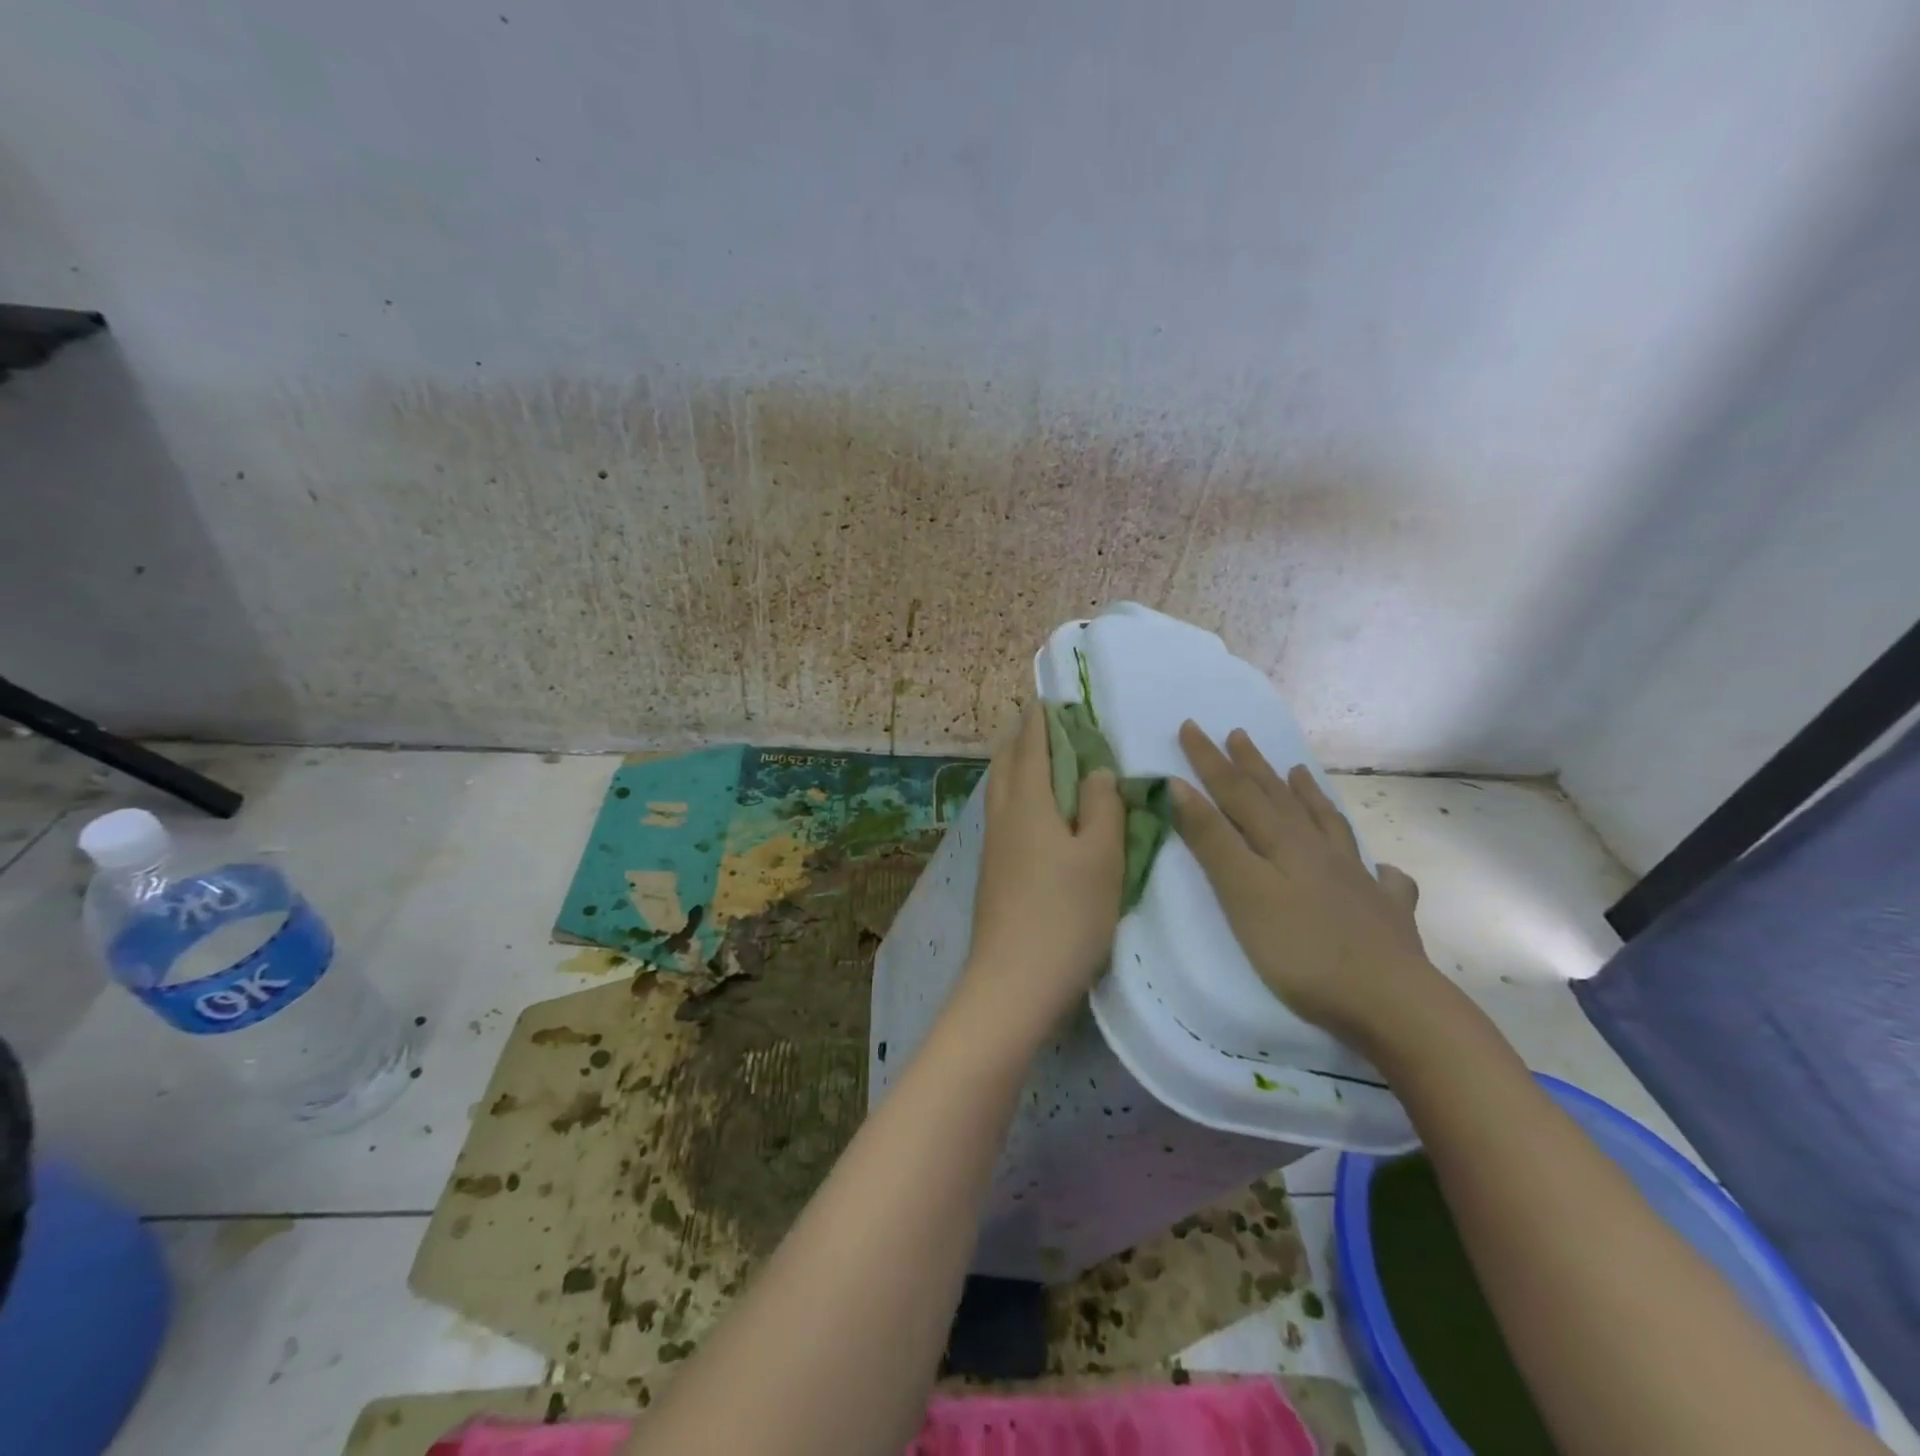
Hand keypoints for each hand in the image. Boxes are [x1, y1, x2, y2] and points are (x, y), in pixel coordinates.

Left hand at [962, 705, 1124, 1035]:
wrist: (1013, 982)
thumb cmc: (1066, 915)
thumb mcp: (1101, 857)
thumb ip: (1102, 807)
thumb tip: (1096, 770)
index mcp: (1029, 804)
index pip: (1032, 746)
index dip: (1040, 719)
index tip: (1047, 697)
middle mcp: (1004, 817)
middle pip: (1007, 763)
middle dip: (1022, 737)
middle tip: (1041, 722)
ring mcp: (993, 847)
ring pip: (1000, 790)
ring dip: (1016, 766)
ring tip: (1037, 760)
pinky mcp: (993, 873)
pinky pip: (1003, 815)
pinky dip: (1016, 796)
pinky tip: (1032, 813)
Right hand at [1172, 721, 1441, 1051]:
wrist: (1391, 1002)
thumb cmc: (1301, 950)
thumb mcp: (1243, 893)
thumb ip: (1213, 841)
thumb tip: (1180, 787)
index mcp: (1283, 842)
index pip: (1236, 791)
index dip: (1209, 760)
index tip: (1190, 726)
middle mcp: (1320, 850)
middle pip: (1279, 798)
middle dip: (1253, 766)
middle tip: (1238, 734)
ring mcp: (1357, 879)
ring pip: (1327, 824)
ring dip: (1307, 795)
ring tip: (1298, 772)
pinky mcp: (1383, 913)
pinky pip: (1381, 878)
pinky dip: (1375, 865)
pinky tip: (1381, 867)